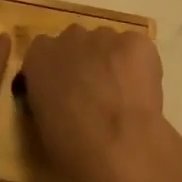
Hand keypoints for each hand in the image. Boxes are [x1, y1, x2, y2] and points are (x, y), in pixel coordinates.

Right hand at [20, 25, 175, 181]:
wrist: (119, 145)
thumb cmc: (73, 145)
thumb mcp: (43, 124)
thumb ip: (46, 99)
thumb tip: (58, 100)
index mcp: (39, 55)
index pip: (44, 53)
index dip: (58, 72)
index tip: (66, 93)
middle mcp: (69, 36)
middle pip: (76, 42)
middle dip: (85, 62)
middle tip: (96, 95)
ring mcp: (104, 36)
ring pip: (108, 44)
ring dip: (112, 63)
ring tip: (124, 97)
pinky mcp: (137, 42)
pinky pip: (137, 49)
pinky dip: (140, 66)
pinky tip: (143, 92)